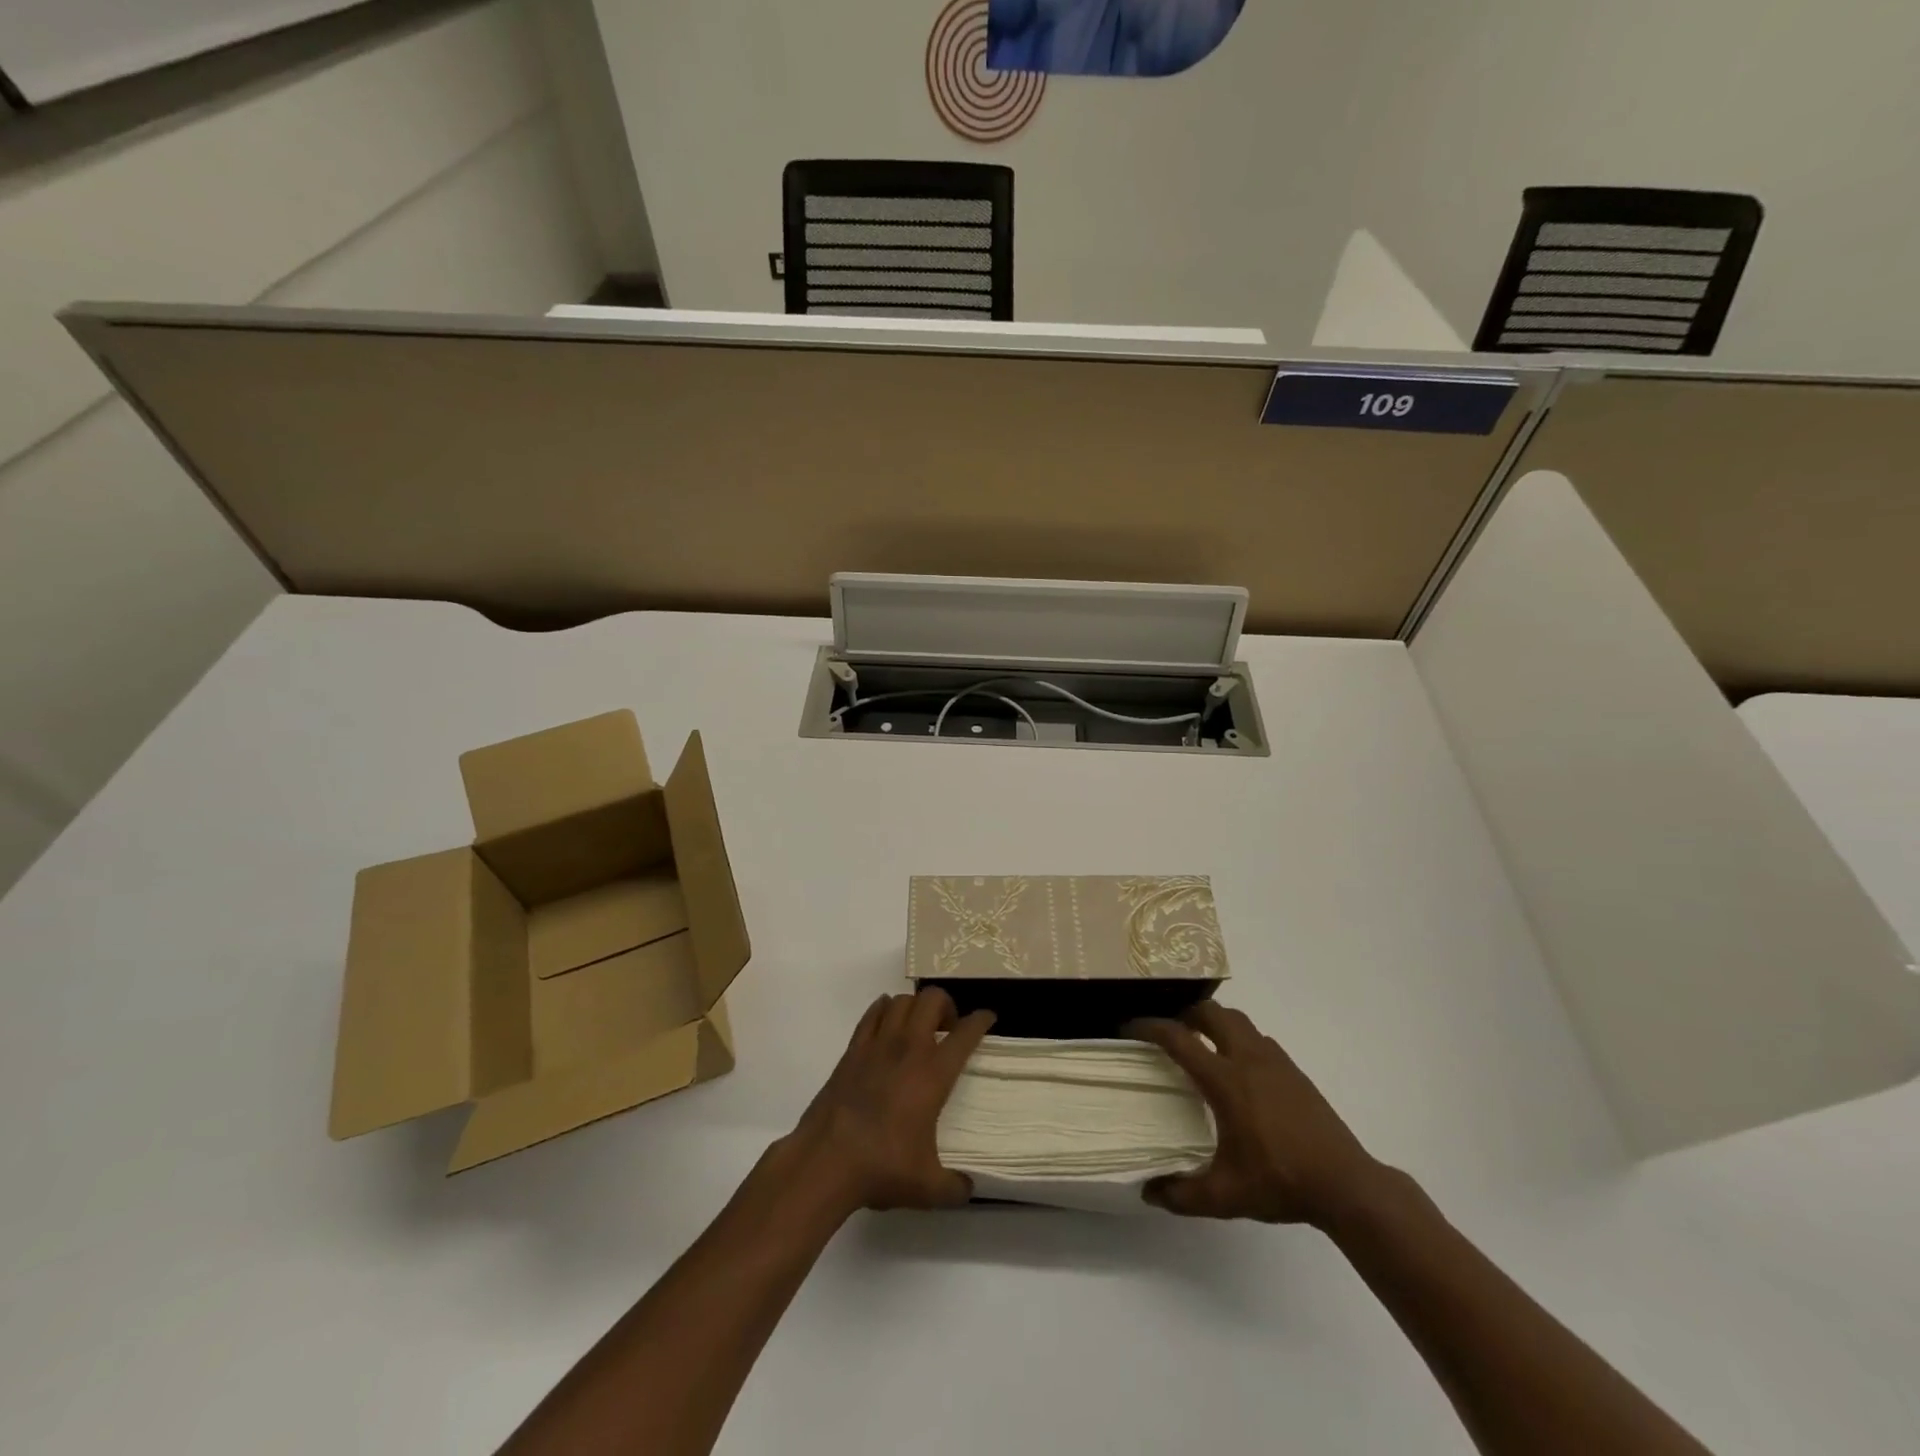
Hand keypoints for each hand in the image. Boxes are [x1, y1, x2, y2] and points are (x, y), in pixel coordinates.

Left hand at [784, 988, 995, 1213]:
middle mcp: (908, 1048)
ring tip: (918, 1027)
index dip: (981, 1020)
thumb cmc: (882, 1168)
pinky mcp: (852, 1050)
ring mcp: (877, 1045)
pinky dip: (884, 1010)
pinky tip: (887, 1024)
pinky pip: (872, 1014)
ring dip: (915, 1006)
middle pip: (932, 1000)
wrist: (825, 1161)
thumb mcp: (928, 1188)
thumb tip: (969, 1188)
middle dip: (946, 1005)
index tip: (988, 1018)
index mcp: (933, 1074)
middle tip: (948, 1029)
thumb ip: (955, 1187)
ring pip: (901, 1000)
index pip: (965, 1034)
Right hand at [1127, 1001, 1380, 1226]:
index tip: (1129, 1027)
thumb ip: (1182, 1194)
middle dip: (1185, 1014)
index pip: (1178, 1038)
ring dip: (1215, 1022)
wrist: (1345, 1184)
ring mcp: (1275, 1061)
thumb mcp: (1225, 1196)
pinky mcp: (1294, 1071)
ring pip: (1238, 1020)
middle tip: (1170, 1031)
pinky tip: (1240, 1068)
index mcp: (1225, 1080)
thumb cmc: (1281, 1182)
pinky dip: (1240, 1039)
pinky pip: (1259, 1038)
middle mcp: (1247, 1059)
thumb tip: (1148, 1192)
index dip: (1149, 1027)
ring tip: (1202, 1043)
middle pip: (1210, 1012)